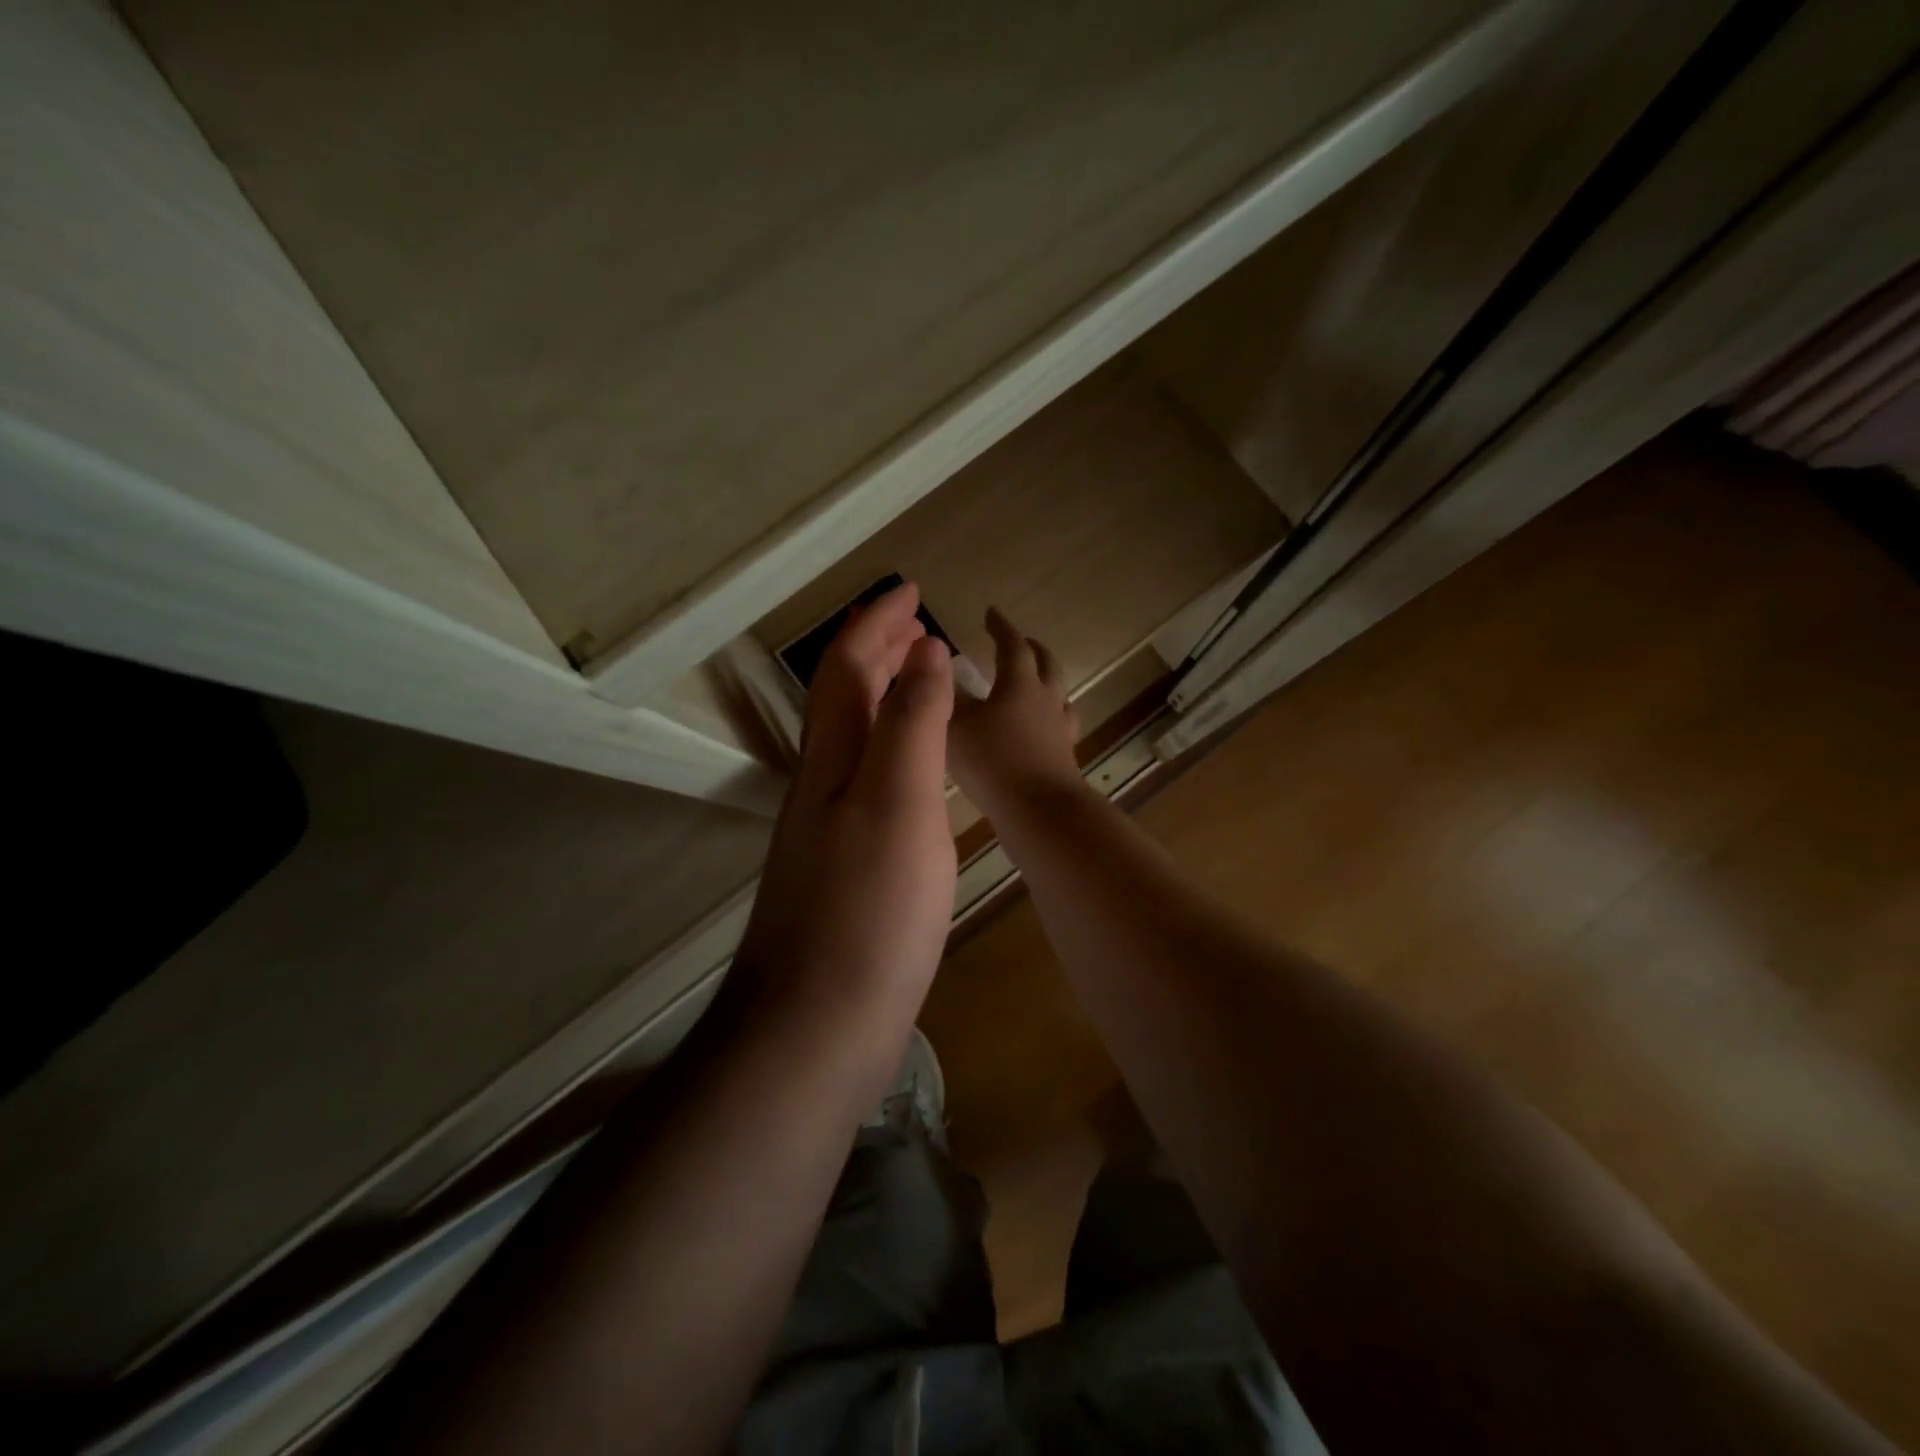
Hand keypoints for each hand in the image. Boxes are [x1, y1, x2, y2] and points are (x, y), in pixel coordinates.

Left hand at [734, 583, 957, 1021]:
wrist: (816, 1025)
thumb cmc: (867, 908)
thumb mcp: (897, 801)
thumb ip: (911, 723)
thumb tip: (924, 652)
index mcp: (832, 760)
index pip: (849, 668)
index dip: (877, 624)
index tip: (911, 591)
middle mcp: (822, 785)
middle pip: (844, 700)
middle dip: (877, 653)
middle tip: (918, 628)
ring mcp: (829, 830)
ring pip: (855, 742)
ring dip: (885, 701)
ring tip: (921, 683)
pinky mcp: (845, 870)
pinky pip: (869, 784)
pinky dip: (893, 754)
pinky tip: (916, 775)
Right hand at [949, 607, 1083, 819]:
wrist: (1039, 811)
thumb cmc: (993, 762)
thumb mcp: (956, 725)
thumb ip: (946, 696)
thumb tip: (937, 667)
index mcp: (1019, 684)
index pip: (1012, 645)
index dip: (1000, 627)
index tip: (991, 613)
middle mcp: (1046, 700)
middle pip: (1046, 665)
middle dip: (1032, 649)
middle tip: (1021, 642)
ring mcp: (1060, 729)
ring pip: (1060, 695)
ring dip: (1048, 682)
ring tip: (1038, 684)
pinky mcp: (1065, 757)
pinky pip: (1062, 727)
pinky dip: (1050, 719)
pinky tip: (1042, 731)